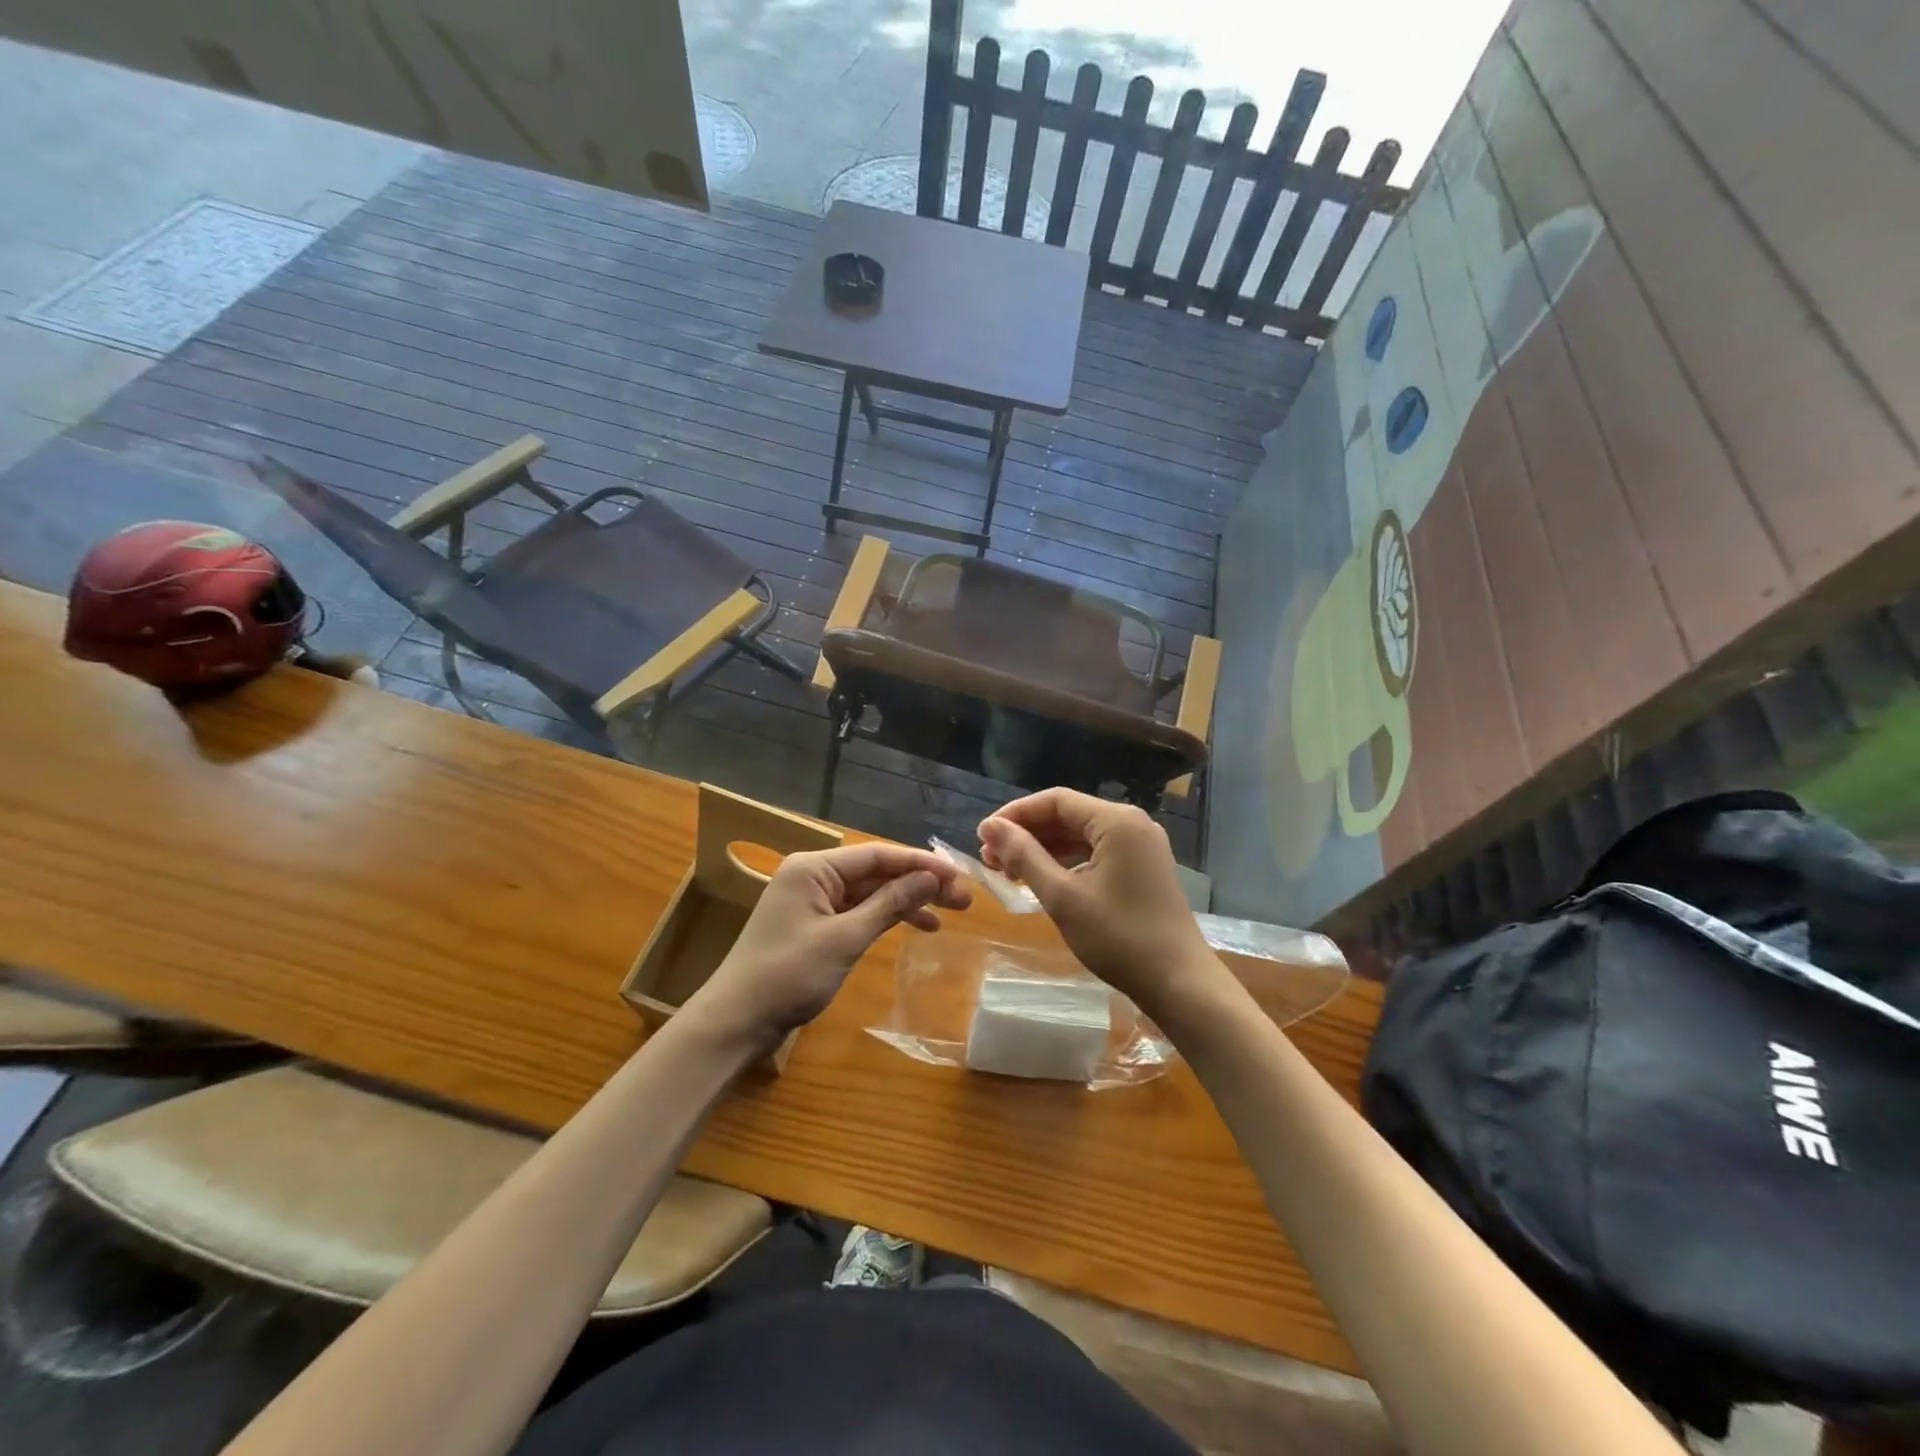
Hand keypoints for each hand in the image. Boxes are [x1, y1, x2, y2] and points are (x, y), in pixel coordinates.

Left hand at [687, 843, 970, 1051]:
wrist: (736, 1022)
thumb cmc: (788, 975)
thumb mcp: (845, 938)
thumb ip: (889, 904)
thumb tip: (930, 878)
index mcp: (814, 867)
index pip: (877, 854)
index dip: (921, 863)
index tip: (958, 876)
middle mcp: (813, 875)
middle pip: (876, 872)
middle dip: (918, 883)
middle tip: (962, 899)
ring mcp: (812, 900)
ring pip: (870, 892)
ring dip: (906, 901)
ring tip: (948, 915)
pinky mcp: (814, 925)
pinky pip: (857, 911)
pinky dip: (885, 918)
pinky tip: (915, 927)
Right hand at [978, 789, 1219, 1020]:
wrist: (1179, 983)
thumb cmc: (1118, 937)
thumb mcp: (1062, 896)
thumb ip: (1024, 856)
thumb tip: (990, 827)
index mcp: (1116, 821)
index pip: (1055, 800)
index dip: (1015, 814)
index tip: (982, 835)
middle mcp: (1132, 824)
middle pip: (1068, 815)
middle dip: (1027, 833)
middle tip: (990, 858)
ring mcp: (1141, 847)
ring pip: (1081, 836)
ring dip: (1044, 849)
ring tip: (1008, 871)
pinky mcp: (1143, 868)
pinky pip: (1096, 853)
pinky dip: (1067, 863)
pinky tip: (1042, 880)